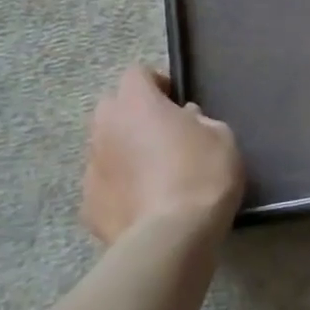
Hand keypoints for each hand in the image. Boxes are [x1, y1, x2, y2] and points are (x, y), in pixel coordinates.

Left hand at [81, 66, 243, 244]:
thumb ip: (199, 120)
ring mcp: (91, 168)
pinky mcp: (87, 205)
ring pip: (105, 147)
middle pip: (112, 107)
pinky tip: (144, 204)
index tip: (177, 101)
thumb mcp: (221, 137)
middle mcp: (104, 128)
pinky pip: (104, 185)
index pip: (136, 73)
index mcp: (136, 103)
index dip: (157, 83)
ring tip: (154, 173)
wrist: (172, 237)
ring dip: (125, 151)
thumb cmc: (203, 175)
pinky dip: (120, 188)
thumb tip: (185, 119)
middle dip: (133, 114)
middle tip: (163, 133)